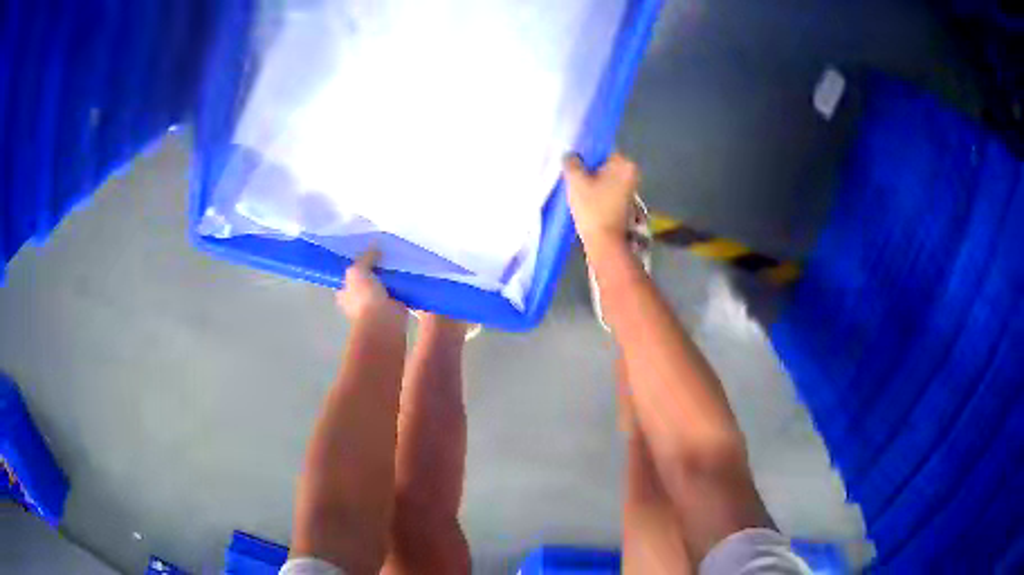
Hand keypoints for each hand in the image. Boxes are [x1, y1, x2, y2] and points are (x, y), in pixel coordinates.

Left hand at [336, 249, 405, 324]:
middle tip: (384, 250)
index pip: (348, 274)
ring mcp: (377, 301)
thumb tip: (374, 246)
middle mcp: (360, 297)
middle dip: (375, 266)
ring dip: (390, 274)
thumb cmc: (363, 298)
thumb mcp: (357, 271)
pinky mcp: (394, 303)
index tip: (365, 249)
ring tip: (398, 256)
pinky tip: (408, 269)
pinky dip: (403, 282)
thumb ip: (364, 258)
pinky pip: (398, 289)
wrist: (383, 320)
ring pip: (384, 282)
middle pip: (367, 276)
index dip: (355, 262)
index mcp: (345, 292)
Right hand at [563, 153, 639, 249]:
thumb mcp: (576, 181)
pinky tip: (582, 195)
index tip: (570, 157)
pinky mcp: (623, 201)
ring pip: (604, 176)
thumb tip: (569, 154)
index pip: (602, 148)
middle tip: (569, 170)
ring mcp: (629, 188)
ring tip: (573, 183)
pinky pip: (606, 188)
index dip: (585, 151)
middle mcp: (631, 173)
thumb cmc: (593, 208)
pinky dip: (595, 190)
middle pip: (603, 162)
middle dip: (587, 166)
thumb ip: (571, 162)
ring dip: (590, 178)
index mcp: (624, 164)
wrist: (604, 242)